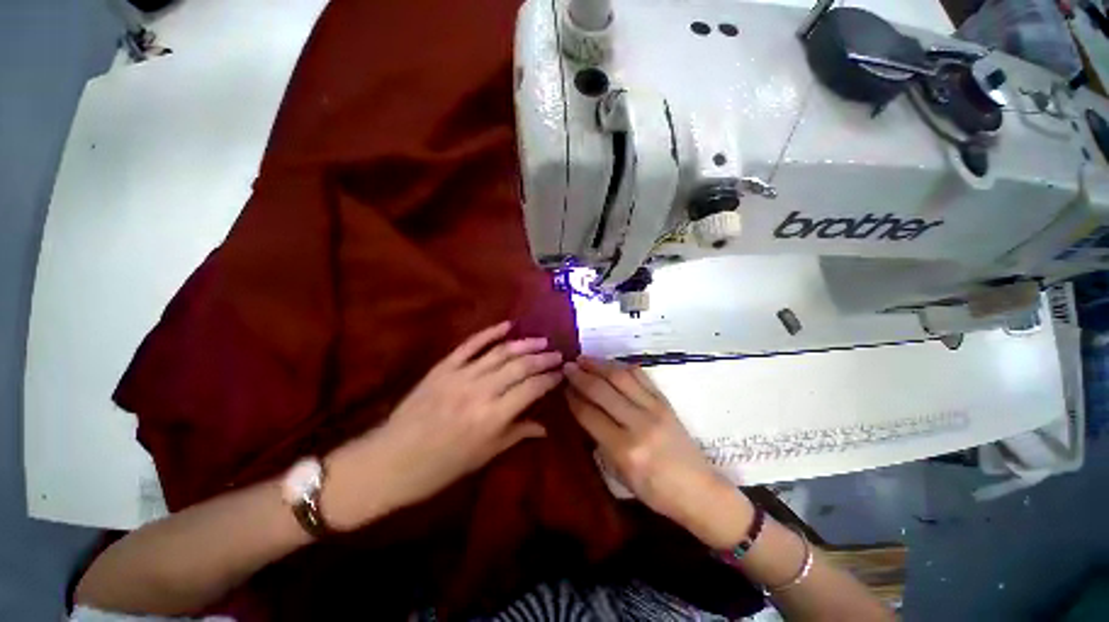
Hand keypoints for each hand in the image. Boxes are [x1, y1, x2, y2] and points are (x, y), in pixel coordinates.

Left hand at [324, 322, 562, 529]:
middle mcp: (480, 391)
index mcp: (492, 417)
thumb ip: (516, 434)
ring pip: (500, 352)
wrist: (389, 462)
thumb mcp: (483, 457)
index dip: (549, 378)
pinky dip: (490, 332)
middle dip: (543, 358)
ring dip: (524, 344)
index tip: (561, 373)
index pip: (531, 388)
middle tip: (557, 354)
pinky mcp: (443, 367)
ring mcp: (460, 375)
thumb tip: (545, 427)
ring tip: (541, 341)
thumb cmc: (440, 468)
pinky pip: (471, 344)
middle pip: (520, 366)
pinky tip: (507, 325)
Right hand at [564, 356, 751, 546]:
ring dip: (598, 364)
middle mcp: (638, 424)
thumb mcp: (619, 474)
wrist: (699, 490)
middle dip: (580, 376)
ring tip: (583, 359)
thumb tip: (582, 410)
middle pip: (602, 390)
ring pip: (620, 377)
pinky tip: (609, 364)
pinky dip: (621, 366)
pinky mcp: (665, 401)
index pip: (589, 414)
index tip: (562, 387)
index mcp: (624, 449)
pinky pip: (640, 376)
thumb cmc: (655, 491)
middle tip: (567, 366)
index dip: (572, 398)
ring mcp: (654, 409)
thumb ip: (599, 441)